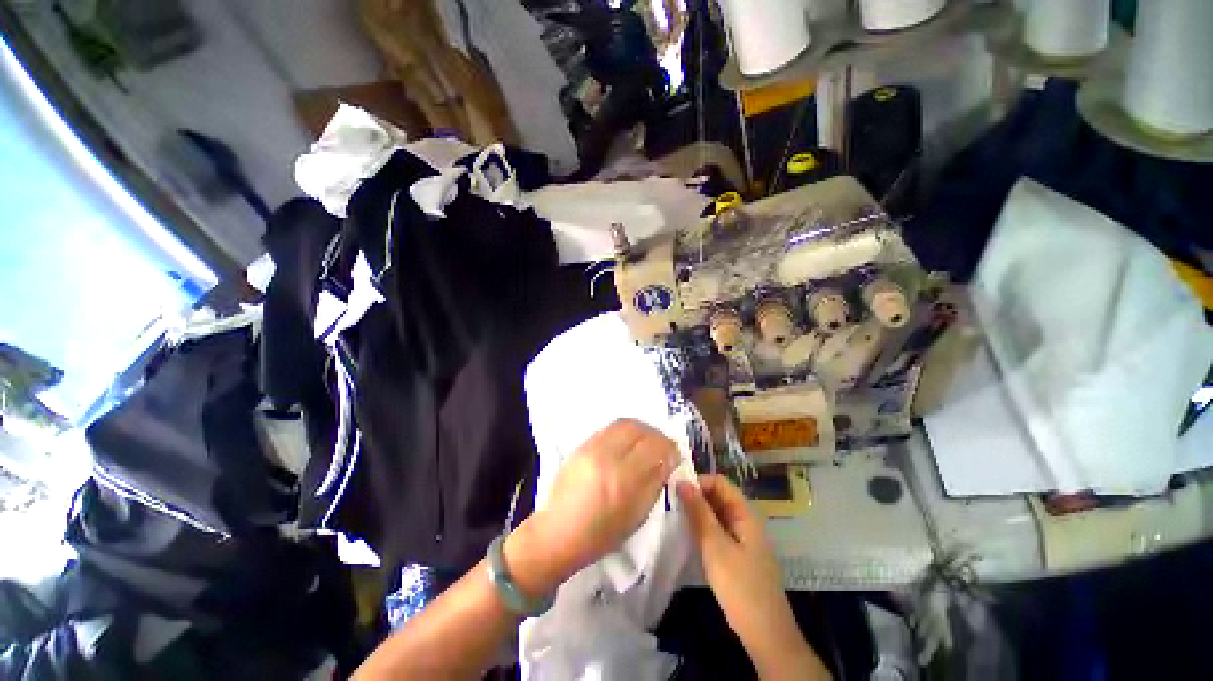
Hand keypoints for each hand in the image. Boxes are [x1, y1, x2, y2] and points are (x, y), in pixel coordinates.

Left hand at [506, 419, 679, 596]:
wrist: (557, 532)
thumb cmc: (600, 534)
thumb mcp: (636, 516)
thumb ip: (654, 483)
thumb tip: (667, 460)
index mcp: (623, 478)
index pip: (654, 446)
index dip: (669, 446)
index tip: (674, 453)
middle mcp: (606, 455)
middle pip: (638, 428)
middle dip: (655, 434)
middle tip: (661, 445)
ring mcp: (591, 447)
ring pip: (623, 423)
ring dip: (640, 429)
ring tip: (645, 441)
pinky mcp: (581, 444)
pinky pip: (609, 428)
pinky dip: (623, 431)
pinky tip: (626, 443)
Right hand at [678, 475, 826, 679]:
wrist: (765, 633)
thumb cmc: (740, 585)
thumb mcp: (714, 545)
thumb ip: (698, 512)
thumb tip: (682, 482)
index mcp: (744, 513)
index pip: (719, 482)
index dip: (698, 482)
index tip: (674, 490)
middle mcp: (744, 520)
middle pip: (718, 497)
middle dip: (695, 497)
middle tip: (670, 503)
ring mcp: (741, 538)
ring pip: (716, 514)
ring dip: (697, 513)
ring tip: (674, 516)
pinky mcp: (736, 554)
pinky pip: (717, 531)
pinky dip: (702, 529)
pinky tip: (687, 535)